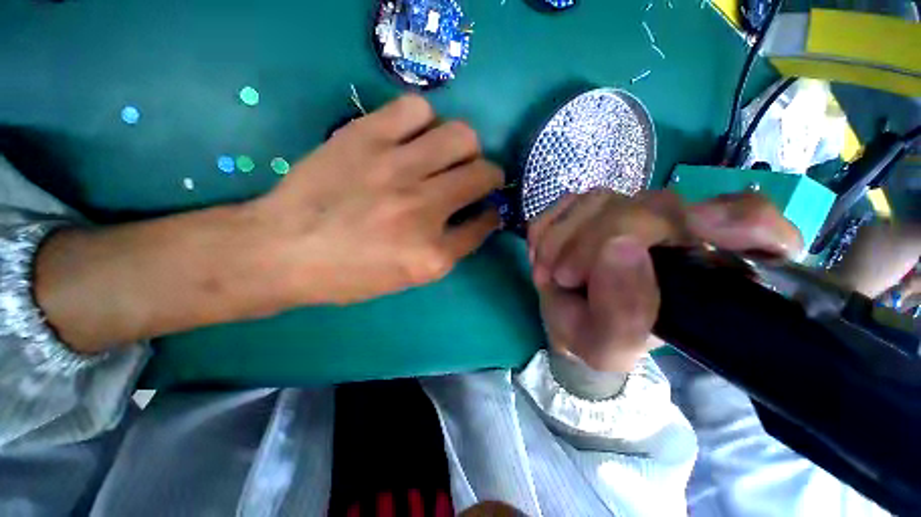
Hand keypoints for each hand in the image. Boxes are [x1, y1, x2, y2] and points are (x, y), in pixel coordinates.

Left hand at [251, 94, 502, 304]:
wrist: (283, 250)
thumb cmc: (349, 273)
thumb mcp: (409, 277)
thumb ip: (449, 248)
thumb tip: (476, 217)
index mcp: (432, 254)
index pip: (484, 224)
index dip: (491, 214)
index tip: (487, 209)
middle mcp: (423, 209)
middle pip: (484, 174)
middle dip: (490, 176)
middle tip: (475, 178)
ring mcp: (395, 170)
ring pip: (461, 136)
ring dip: (465, 148)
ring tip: (447, 155)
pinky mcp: (366, 137)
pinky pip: (417, 110)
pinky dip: (426, 121)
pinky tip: (415, 137)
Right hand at [528, 191, 801, 372]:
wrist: (566, 319)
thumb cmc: (596, 336)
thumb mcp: (610, 348)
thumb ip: (624, 315)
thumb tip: (618, 247)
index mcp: (702, 271)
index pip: (751, 224)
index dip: (741, 222)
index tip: (699, 237)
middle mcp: (672, 230)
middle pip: (651, 206)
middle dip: (593, 241)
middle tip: (564, 278)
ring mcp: (627, 211)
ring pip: (600, 200)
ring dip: (561, 239)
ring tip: (550, 274)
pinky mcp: (589, 207)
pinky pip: (565, 203)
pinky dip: (546, 230)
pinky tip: (544, 255)